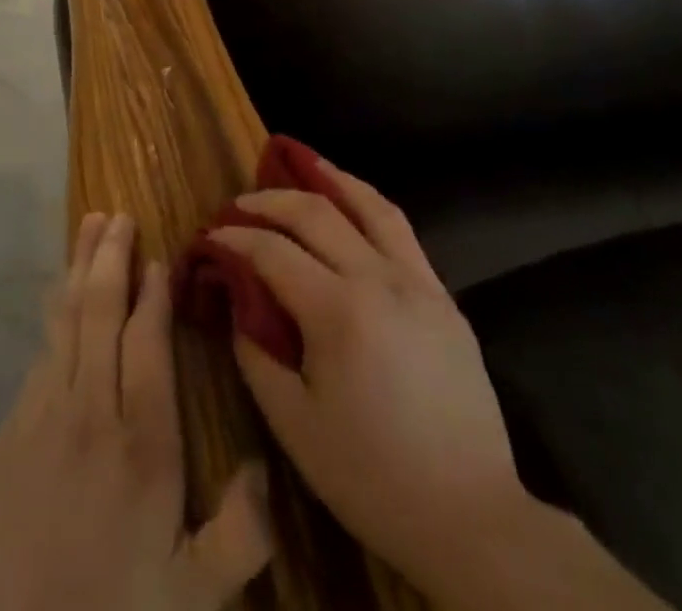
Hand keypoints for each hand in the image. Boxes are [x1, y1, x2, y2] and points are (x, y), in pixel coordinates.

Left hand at [0, 212, 272, 610]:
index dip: (153, 295)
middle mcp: (90, 412)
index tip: (159, 258)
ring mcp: (43, 416)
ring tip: (89, 229)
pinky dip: (55, 315)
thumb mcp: (192, 599)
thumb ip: (240, 534)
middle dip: (110, 258)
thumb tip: (265, 470)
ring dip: (78, 269)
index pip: (147, 342)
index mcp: (141, 443)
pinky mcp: (11, 432)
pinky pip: (41, 354)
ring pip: (65, 321)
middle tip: (117, 215)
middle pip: (99, 312)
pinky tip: (61, 299)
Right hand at [210, 164, 528, 592]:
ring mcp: (418, 283)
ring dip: (326, 179)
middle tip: (238, 206)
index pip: (271, 251)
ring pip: (367, 205)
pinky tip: (351, 203)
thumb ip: (255, 353)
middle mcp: (379, 280)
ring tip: (297, 163)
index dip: (233, 238)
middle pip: (314, 213)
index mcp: (338, 312)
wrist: (472, 518)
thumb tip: (237, 300)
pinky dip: (367, 204)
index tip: (209, 238)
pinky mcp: (442, 296)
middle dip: (268, 201)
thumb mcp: (294, 425)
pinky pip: (400, 230)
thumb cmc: (372, 477)